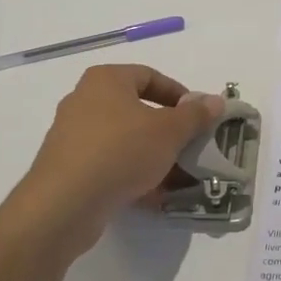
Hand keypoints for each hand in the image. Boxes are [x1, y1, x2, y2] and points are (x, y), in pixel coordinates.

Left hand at [1, 65, 223, 260]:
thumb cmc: (121, 152)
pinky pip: (109, 164)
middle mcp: (84, 101)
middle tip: (190, 146)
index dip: (179, 95)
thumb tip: (215, 101)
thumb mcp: (169, 131)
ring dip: (153, 155)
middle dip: (168, 130)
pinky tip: (153, 196)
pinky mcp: (68, 168)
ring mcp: (72, 136)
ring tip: (177, 175)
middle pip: (137, 109)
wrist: (65, 204)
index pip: (150, 76)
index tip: (198, 117)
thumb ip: (195, 115)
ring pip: (124, 140)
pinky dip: (132, 174)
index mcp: (106, 80)